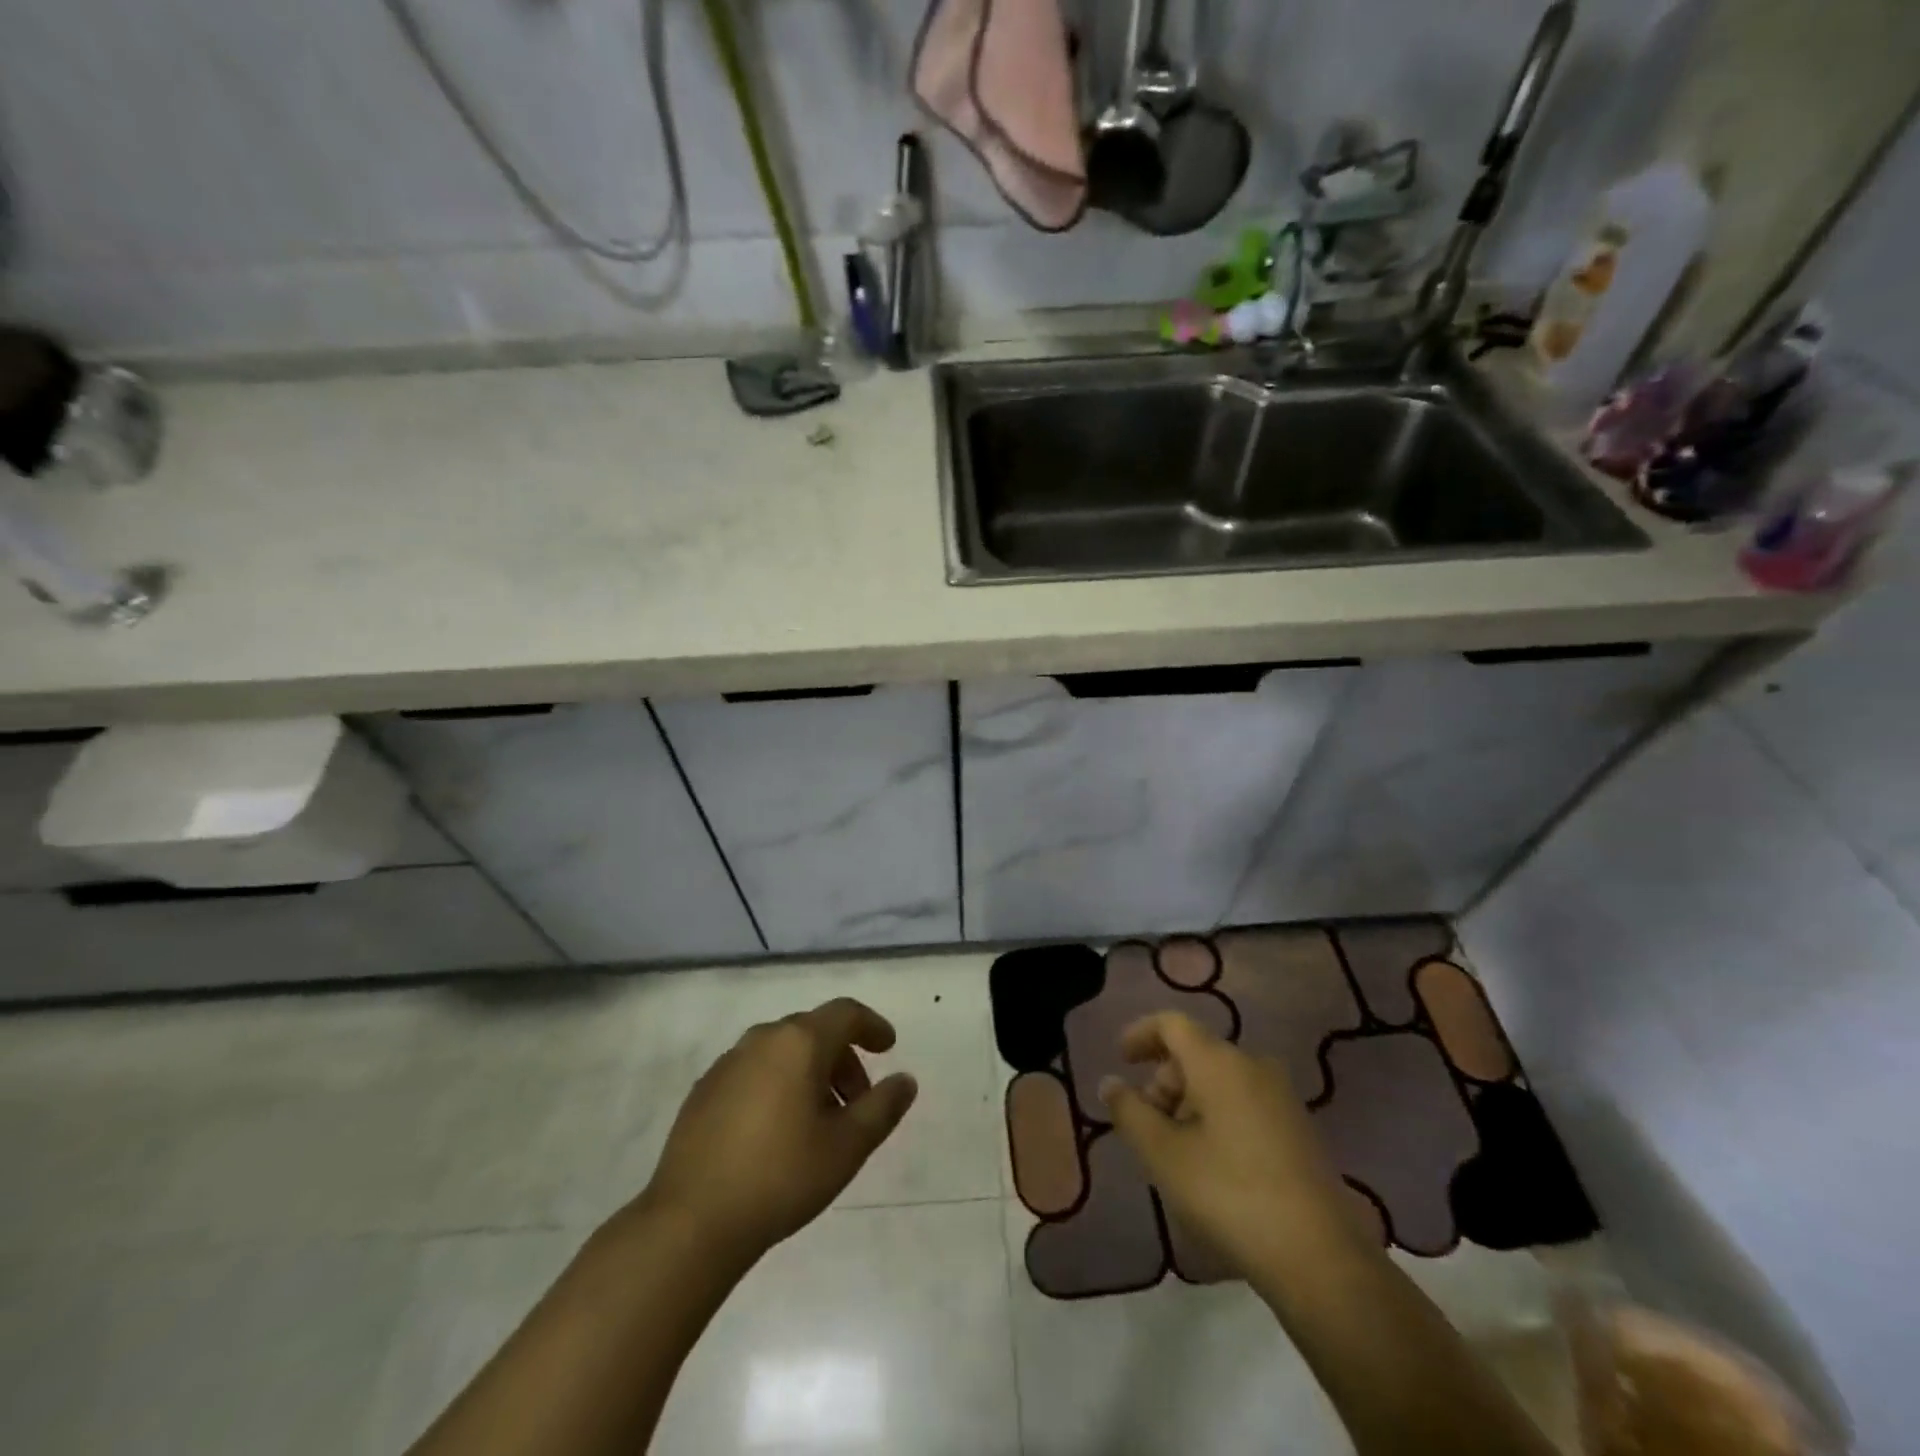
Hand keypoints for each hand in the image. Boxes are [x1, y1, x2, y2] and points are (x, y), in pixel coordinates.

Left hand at [633, 998, 917, 1270]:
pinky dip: (777, 1084)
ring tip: (819, 1120)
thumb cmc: (781, 1176)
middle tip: (857, 1101)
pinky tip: (776, 1130)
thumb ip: (882, 1107)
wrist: (691, 1221)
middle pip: (814, 1031)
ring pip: (782, 1051)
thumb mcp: (847, 1146)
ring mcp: (728, 1063)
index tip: (889, 1047)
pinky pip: (754, 1071)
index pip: (845, 1013)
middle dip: (843, 1059)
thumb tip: (905, 1080)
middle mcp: (762, 1039)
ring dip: (809, 1073)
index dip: (872, 1026)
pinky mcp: (704, 1090)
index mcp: (799, 1042)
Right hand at [1100, 1012, 1354, 1280]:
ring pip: (1220, 1080)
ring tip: (1175, 1151)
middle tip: (1146, 1125)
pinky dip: (1217, 1116)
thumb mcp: (1164, 1155)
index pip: (1171, 1024)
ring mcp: (1282, 1097)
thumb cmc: (1229, 1194)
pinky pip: (1244, 1102)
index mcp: (1219, 1061)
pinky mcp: (1299, 1129)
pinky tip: (1211, 1163)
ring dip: (1189, 1102)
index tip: (1120, 1060)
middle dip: (1163, 1080)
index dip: (1140, 1034)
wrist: (1320, 1258)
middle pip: (1195, 1053)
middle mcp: (1253, 1066)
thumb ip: (1130, 1112)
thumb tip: (1111, 1083)